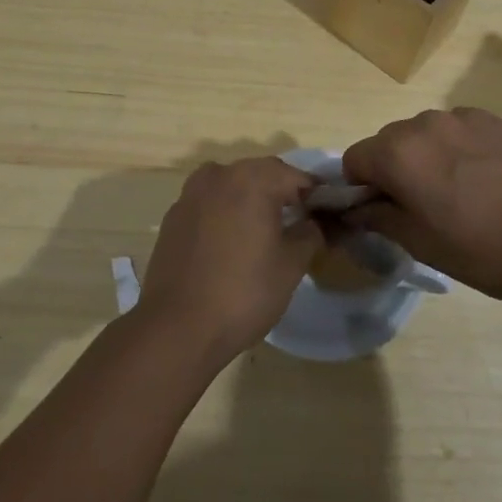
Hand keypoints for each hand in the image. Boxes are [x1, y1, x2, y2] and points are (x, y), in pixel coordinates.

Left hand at [137, 157, 318, 368]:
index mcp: (253, 179)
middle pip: (262, 175)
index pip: (296, 176)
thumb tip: (313, 223)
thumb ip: (309, 234)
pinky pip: (209, 204)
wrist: (177, 327)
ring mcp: (191, 193)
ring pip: (232, 186)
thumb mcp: (291, 266)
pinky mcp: (173, 216)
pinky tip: (231, 243)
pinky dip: (225, 213)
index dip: (315, 195)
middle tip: (299, 223)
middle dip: (282, 193)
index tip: (327, 216)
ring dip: (251, 200)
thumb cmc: (243, 292)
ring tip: (264, 232)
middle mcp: (220, 174)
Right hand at [343, 108, 501, 303]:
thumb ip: (376, 216)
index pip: (355, 159)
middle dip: (393, 168)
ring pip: (423, 132)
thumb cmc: (478, 250)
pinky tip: (482, 176)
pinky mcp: (491, 118)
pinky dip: (456, 146)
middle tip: (421, 204)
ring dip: (426, 154)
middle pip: (388, 141)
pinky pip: (456, 128)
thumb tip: (354, 208)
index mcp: (398, 153)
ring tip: (457, 189)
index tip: (382, 209)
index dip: (360, 186)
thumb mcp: (417, 242)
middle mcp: (423, 123)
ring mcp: (460, 116)